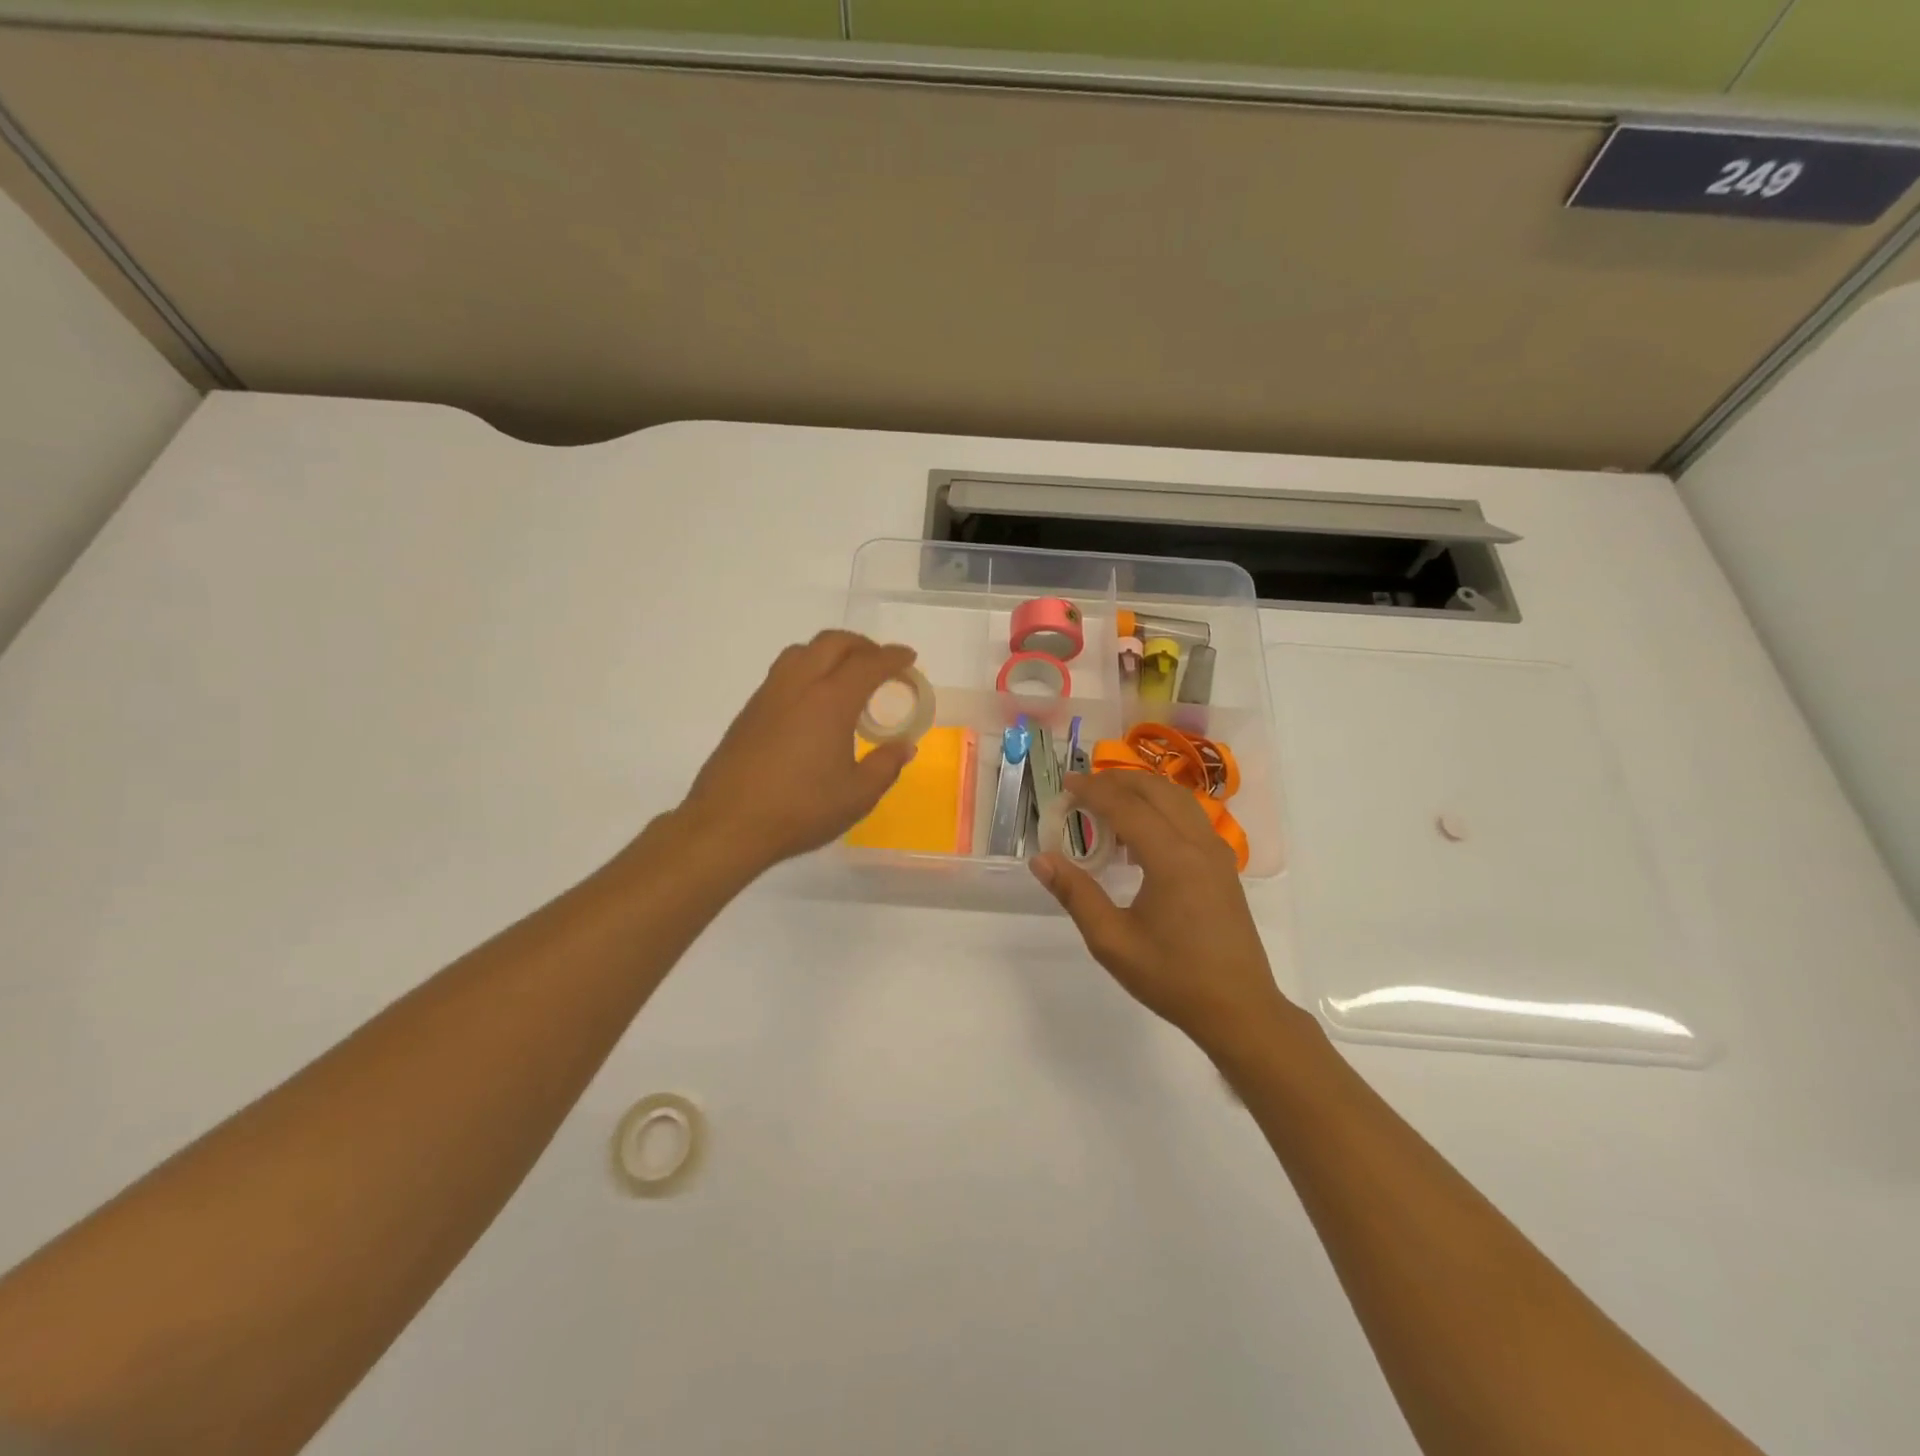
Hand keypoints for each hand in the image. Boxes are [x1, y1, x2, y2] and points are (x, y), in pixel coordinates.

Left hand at [677, 632, 919, 874]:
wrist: (727, 823)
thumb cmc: (800, 809)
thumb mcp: (857, 796)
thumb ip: (885, 766)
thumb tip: (903, 746)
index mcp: (830, 700)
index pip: (869, 663)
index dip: (893, 657)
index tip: (908, 658)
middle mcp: (799, 685)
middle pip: (832, 643)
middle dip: (862, 645)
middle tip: (880, 662)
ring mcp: (769, 694)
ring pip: (802, 651)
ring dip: (829, 652)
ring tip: (845, 676)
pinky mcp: (749, 710)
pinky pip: (783, 672)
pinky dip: (807, 669)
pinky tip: (813, 702)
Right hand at [1031, 770, 1298, 1049]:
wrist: (1239, 1009)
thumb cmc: (1172, 978)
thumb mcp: (1112, 942)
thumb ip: (1076, 894)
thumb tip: (1041, 859)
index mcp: (1171, 858)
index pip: (1126, 806)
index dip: (1092, 790)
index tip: (1065, 784)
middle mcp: (1198, 844)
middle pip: (1156, 790)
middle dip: (1117, 781)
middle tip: (1082, 790)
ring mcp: (1217, 853)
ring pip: (1178, 799)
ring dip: (1142, 792)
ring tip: (1108, 806)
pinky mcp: (1224, 866)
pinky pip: (1190, 818)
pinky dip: (1162, 810)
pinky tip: (1141, 837)